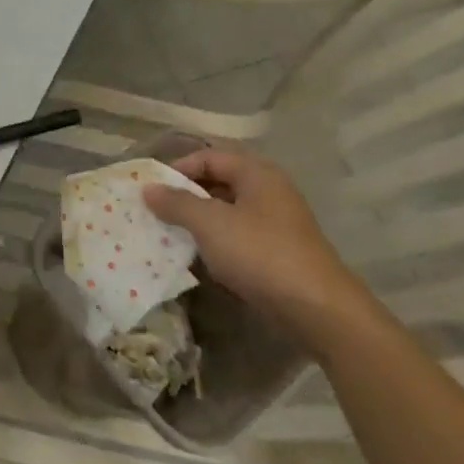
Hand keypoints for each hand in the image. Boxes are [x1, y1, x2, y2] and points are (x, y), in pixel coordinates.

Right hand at [143, 149, 378, 357]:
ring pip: (226, 211)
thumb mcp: (210, 224)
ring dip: (196, 220)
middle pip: (218, 182)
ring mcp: (274, 222)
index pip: (209, 156)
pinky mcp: (275, 250)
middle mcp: (268, 191)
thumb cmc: (259, 253)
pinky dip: (214, 241)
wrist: (315, 307)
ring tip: (168, 234)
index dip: (177, 169)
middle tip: (154, 211)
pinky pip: (236, 235)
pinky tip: (196, 256)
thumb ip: (176, 203)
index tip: (150, 190)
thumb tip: (148, 189)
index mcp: (257, 173)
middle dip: (184, 195)